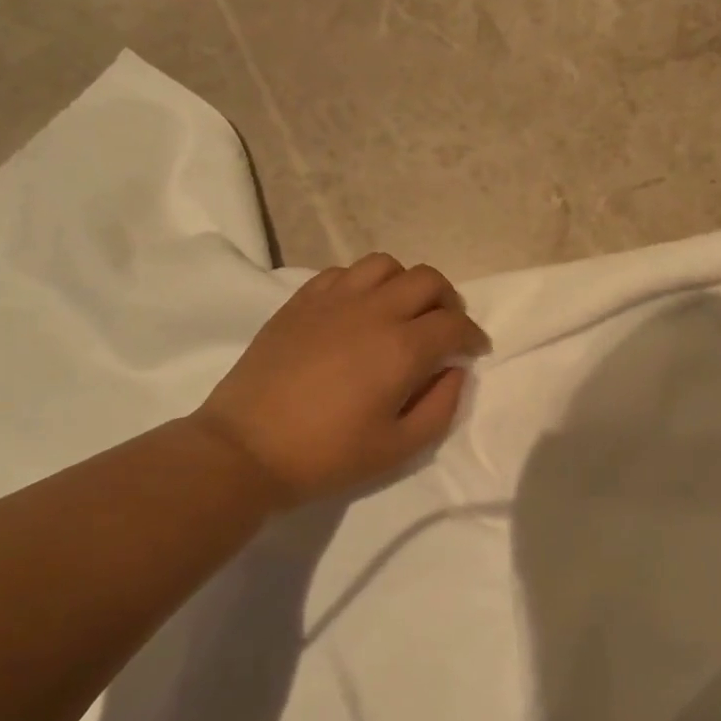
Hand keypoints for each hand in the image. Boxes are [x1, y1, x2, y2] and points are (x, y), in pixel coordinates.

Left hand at [192, 253, 490, 506]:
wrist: (246, 449)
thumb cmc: (328, 455)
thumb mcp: (400, 448)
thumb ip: (441, 406)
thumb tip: (455, 370)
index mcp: (402, 348)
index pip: (454, 324)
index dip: (473, 336)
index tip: (474, 351)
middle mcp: (373, 311)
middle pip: (427, 279)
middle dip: (448, 302)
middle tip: (444, 330)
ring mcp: (333, 300)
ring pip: (385, 265)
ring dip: (405, 285)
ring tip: (402, 314)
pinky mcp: (301, 301)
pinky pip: (344, 272)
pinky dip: (364, 284)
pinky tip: (359, 311)